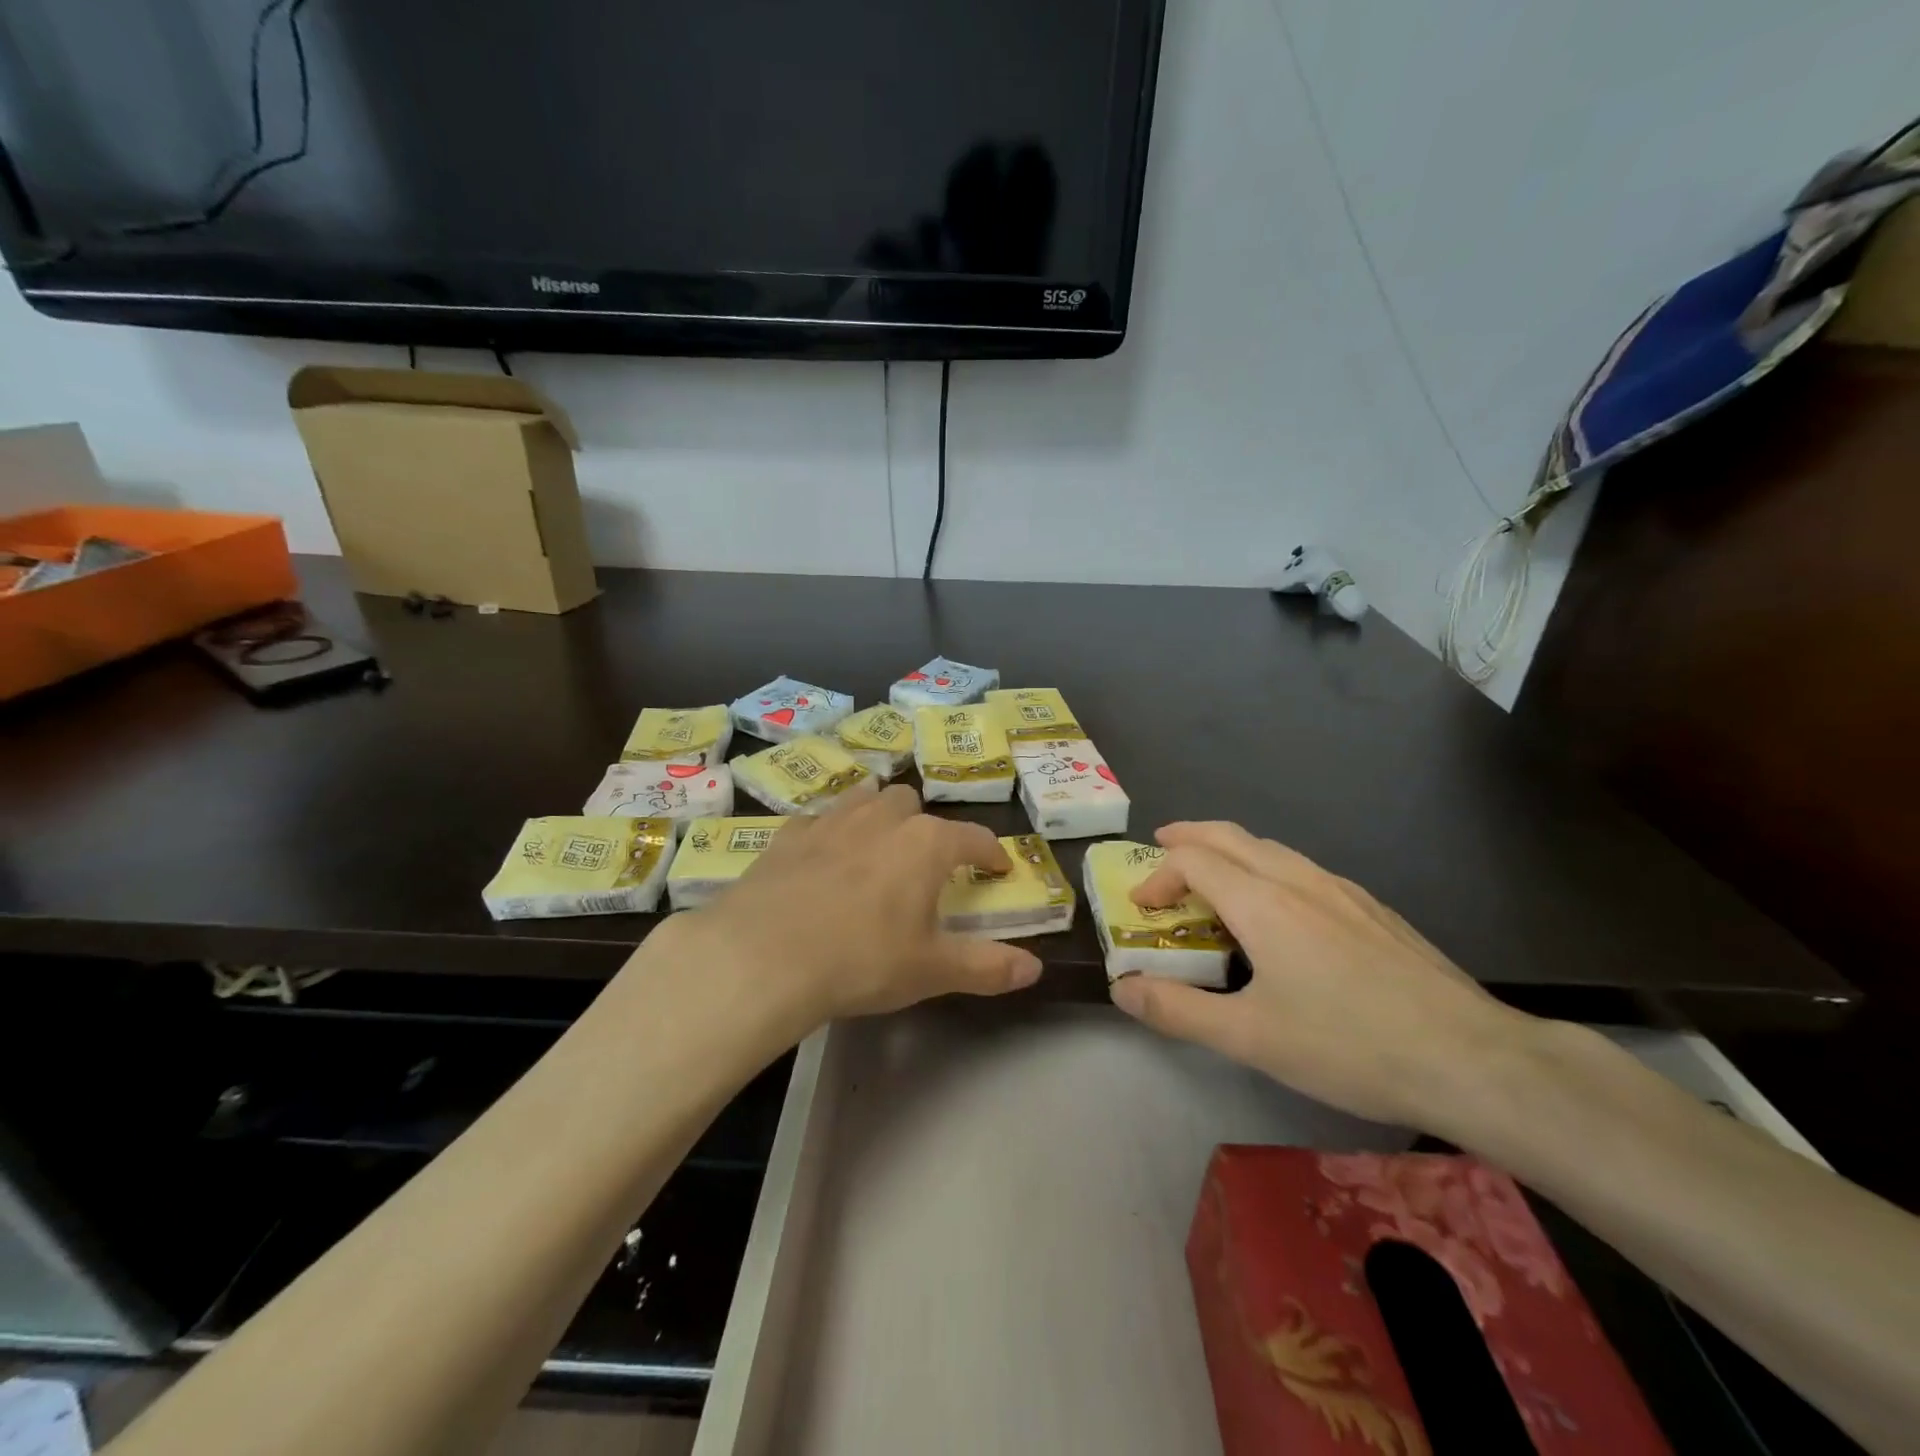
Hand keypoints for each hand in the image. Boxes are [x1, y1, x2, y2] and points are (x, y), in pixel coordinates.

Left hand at [664, 786, 1042, 1028]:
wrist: (764, 956)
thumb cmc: (861, 960)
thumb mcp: (931, 970)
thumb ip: (987, 967)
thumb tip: (1035, 969)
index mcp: (926, 844)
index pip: (974, 838)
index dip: (991, 853)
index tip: (998, 868)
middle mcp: (882, 818)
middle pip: (913, 805)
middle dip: (925, 828)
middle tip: (923, 865)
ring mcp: (831, 820)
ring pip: (865, 798)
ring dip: (878, 815)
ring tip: (877, 845)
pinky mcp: (789, 834)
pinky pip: (818, 819)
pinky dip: (829, 831)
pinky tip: (822, 857)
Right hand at [1110, 821, 1534, 1128]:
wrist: (1472, 1058)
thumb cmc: (1349, 1045)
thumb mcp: (1250, 1038)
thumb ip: (1178, 1010)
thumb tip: (1123, 988)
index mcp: (1262, 902)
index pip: (1193, 861)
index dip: (1158, 876)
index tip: (1143, 908)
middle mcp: (1298, 881)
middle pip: (1231, 836)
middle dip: (1189, 837)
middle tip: (1162, 846)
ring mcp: (1342, 891)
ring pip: (1271, 848)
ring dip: (1230, 851)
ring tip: (1214, 876)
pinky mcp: (1373, 909)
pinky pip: (1304, 869)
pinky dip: (1268, 868)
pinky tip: (1282, 909)